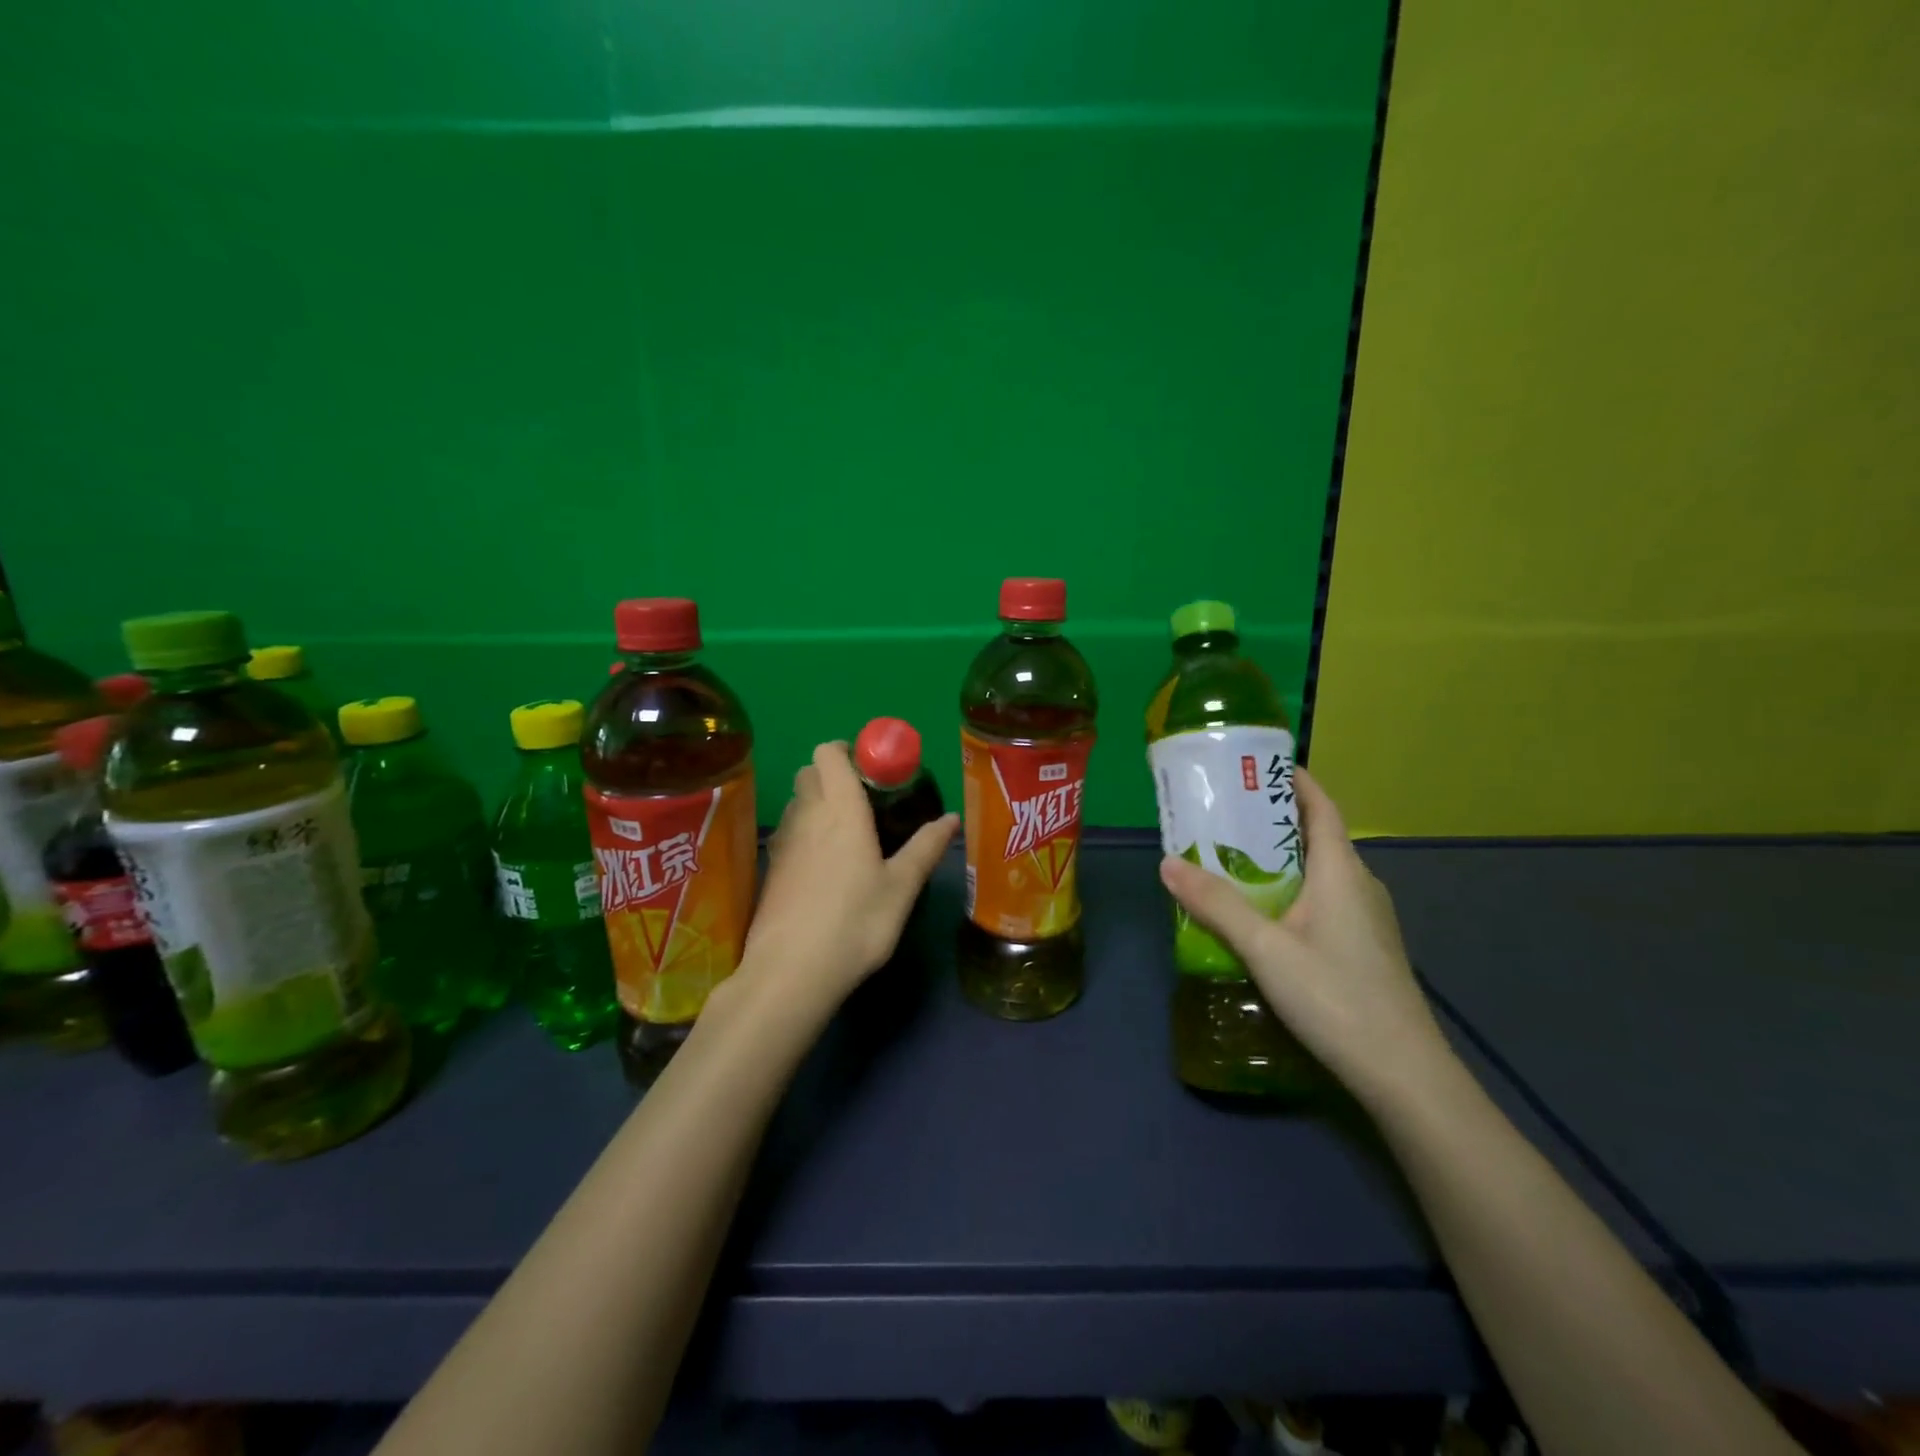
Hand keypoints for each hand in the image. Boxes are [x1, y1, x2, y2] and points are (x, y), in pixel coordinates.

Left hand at [742, 741, 958, 1005]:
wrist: (791, 972)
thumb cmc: (855, 923)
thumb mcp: (901, 887)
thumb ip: (926, 848)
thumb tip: (952, 818)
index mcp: (840, 809)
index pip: (828, 753)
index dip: (846, 750)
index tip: (872, 768)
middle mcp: (806, 815)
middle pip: (809, 772)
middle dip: (833, 774)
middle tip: (866, 800)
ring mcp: (784, 842)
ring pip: (797, 802)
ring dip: (817, 802)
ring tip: (848, 833)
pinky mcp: (771, 869)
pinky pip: (789, 832)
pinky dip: (806, 832)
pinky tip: (826, 867)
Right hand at [1158, 767, 1452, 1107]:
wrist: (1403, 1073)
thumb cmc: (1335, 996)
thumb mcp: (1266, 948)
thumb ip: (1217, 904)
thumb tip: (1167, 862)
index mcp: (1341, 870)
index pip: (1321, 807)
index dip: (1295, 780)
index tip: (1258, 764)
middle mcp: (1359, 884)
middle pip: (1316, 835)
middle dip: (1272, 818)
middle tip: (1224, 812)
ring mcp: (1366, 918)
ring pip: (1320, 870)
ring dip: (1280, 856)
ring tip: (1231, 857)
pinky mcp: (1364, 946)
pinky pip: (1324, 898)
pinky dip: (1291, 887)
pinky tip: (1262, 911)